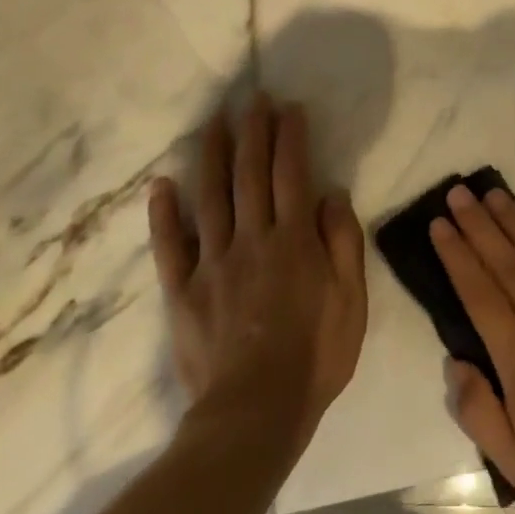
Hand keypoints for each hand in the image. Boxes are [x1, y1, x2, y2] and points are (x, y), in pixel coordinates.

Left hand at [149, 97, 367, 447]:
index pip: (292, 174)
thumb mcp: (351, 301)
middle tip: (253, 99)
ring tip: (214, 122)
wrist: (255, 414)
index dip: (290, 137)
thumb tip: (332, 194)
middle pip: (250, 174)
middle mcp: (251, 239)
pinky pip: (170, 246)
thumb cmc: (315, 356)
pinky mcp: (183, 291)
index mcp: (293, 240)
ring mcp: (212, 262)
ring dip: (212, 154)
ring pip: (210, 196)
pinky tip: (162, 184)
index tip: (289, 108)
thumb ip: (343, 243)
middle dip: (253, 132)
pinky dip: (164, 213)